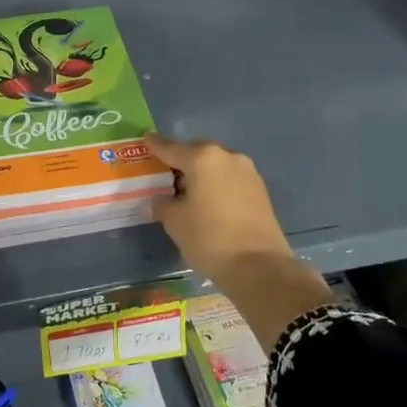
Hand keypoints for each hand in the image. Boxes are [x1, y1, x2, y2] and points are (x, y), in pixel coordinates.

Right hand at [148, 134, 329, 348]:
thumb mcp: (174, 222)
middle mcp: (228, 157)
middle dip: (182, 159)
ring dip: (202, 173)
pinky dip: (217, 184)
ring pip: (217, 165)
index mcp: (203, 159)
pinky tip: (209, 201)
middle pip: (198, 152)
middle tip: (166, 172)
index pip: (171, 148)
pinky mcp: (260, 191)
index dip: (155, 145)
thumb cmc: (209, 238)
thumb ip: (164, 204)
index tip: (146, 139)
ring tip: (187, 190)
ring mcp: (248, 173)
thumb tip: (163, 199)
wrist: (258, 266)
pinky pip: (231, 179)